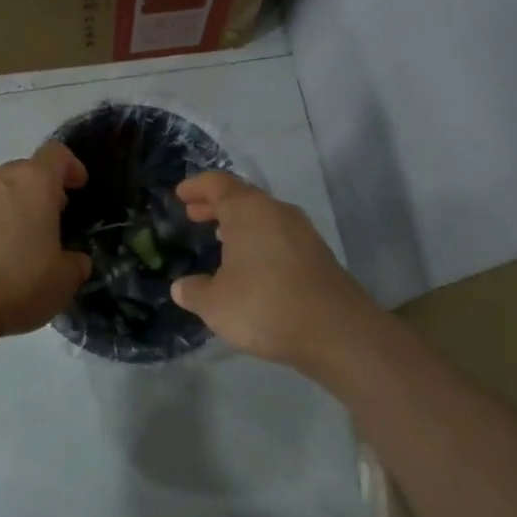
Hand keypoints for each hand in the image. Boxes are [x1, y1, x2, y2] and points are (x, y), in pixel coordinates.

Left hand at [0, 143, 91, 339]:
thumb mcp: (63, 281)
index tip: (79, 186)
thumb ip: (75, 263)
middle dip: (41, 191)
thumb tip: (74, 260)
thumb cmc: (17, 281)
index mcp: (34, 182)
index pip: (57, 154)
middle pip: (26, 171)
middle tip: (52, 221)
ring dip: (12, 208)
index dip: (71, 167)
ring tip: (21, 243)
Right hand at [169, 172, 382, 373]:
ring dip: (240, 224)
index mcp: (248, 210)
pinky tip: (252, 264)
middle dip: (216, 205)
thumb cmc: (264, 305)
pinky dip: (259, 240)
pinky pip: (279, 235)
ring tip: (220, 237)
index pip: (218, 184)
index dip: (197, 187)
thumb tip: (181, 287)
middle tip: (194, 215)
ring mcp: (302, 231)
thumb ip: (194, 291)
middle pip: (242, 197)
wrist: (336, 331)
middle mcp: (276, 211)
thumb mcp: (215, 304)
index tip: (181, 194)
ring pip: (263, 216)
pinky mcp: (318, 254)